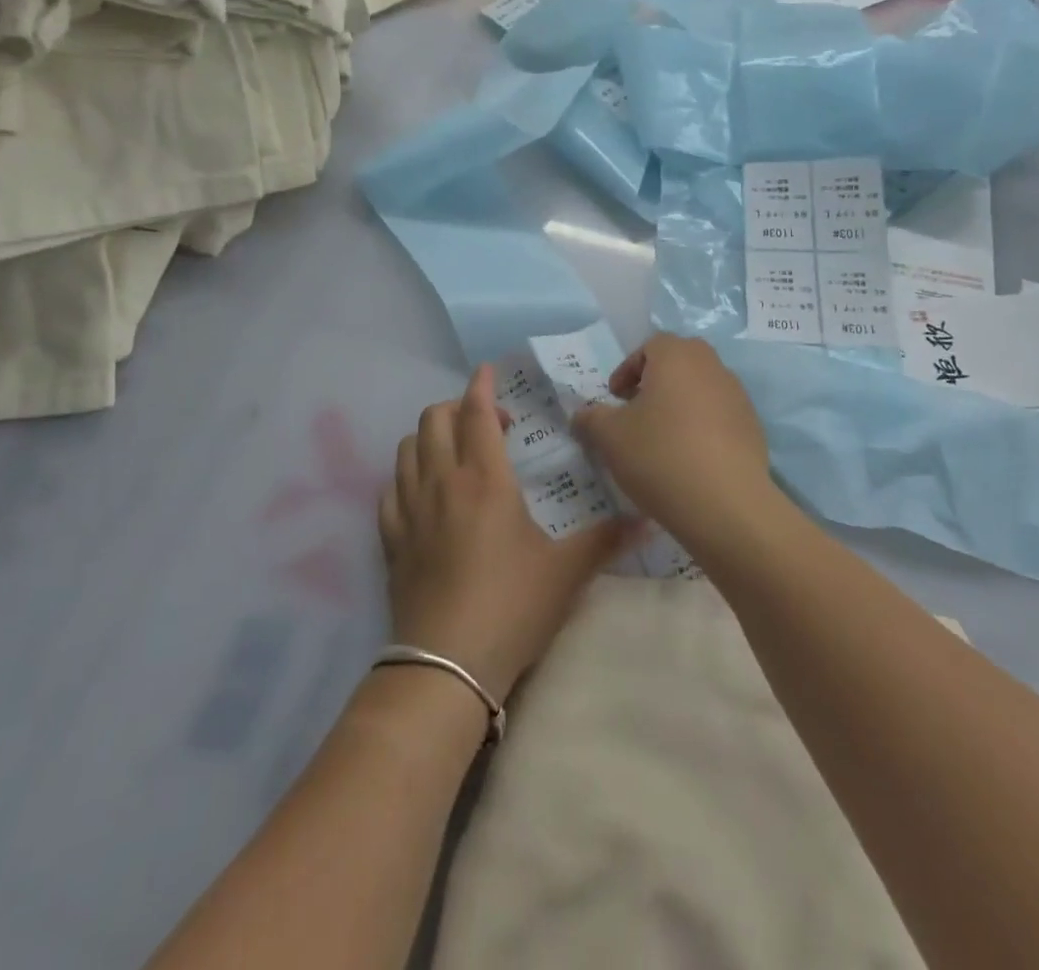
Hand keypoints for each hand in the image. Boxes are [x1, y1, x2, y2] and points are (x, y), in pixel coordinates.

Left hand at [381, 365, 638, 702]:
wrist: (446, 666)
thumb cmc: (511, 607)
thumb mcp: (566, 572)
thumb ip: (606, 540)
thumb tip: (648, 520)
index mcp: (484, 480)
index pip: (475, 413)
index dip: (481, 386)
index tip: (488, 372)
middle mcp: (441, 482)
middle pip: (434, 420)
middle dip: (457, 407)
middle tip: (489, 426)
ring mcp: (409, 510)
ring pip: (407, 449)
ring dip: (429, 437)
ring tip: (455, 453)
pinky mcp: (391, 539)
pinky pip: (389, 489)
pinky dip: (406, 476)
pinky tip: (423, 493)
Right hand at [571, 334, 779, 551]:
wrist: (726, 504)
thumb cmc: (660, 456)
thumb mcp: (609, 437)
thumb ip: (591, 418)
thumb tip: (582, 415)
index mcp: (677, 356)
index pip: (650, 346)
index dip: (627, 369)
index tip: (615, 398)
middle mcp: (711, 366)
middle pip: (679, 362)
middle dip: (655, 382)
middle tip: (637, 411)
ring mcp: (737, 396)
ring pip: (701, 388)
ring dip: (679, 404)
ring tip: (662, 439)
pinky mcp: (753, 427)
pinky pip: (719, 416)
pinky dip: (701, 427)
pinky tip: (689, 459)